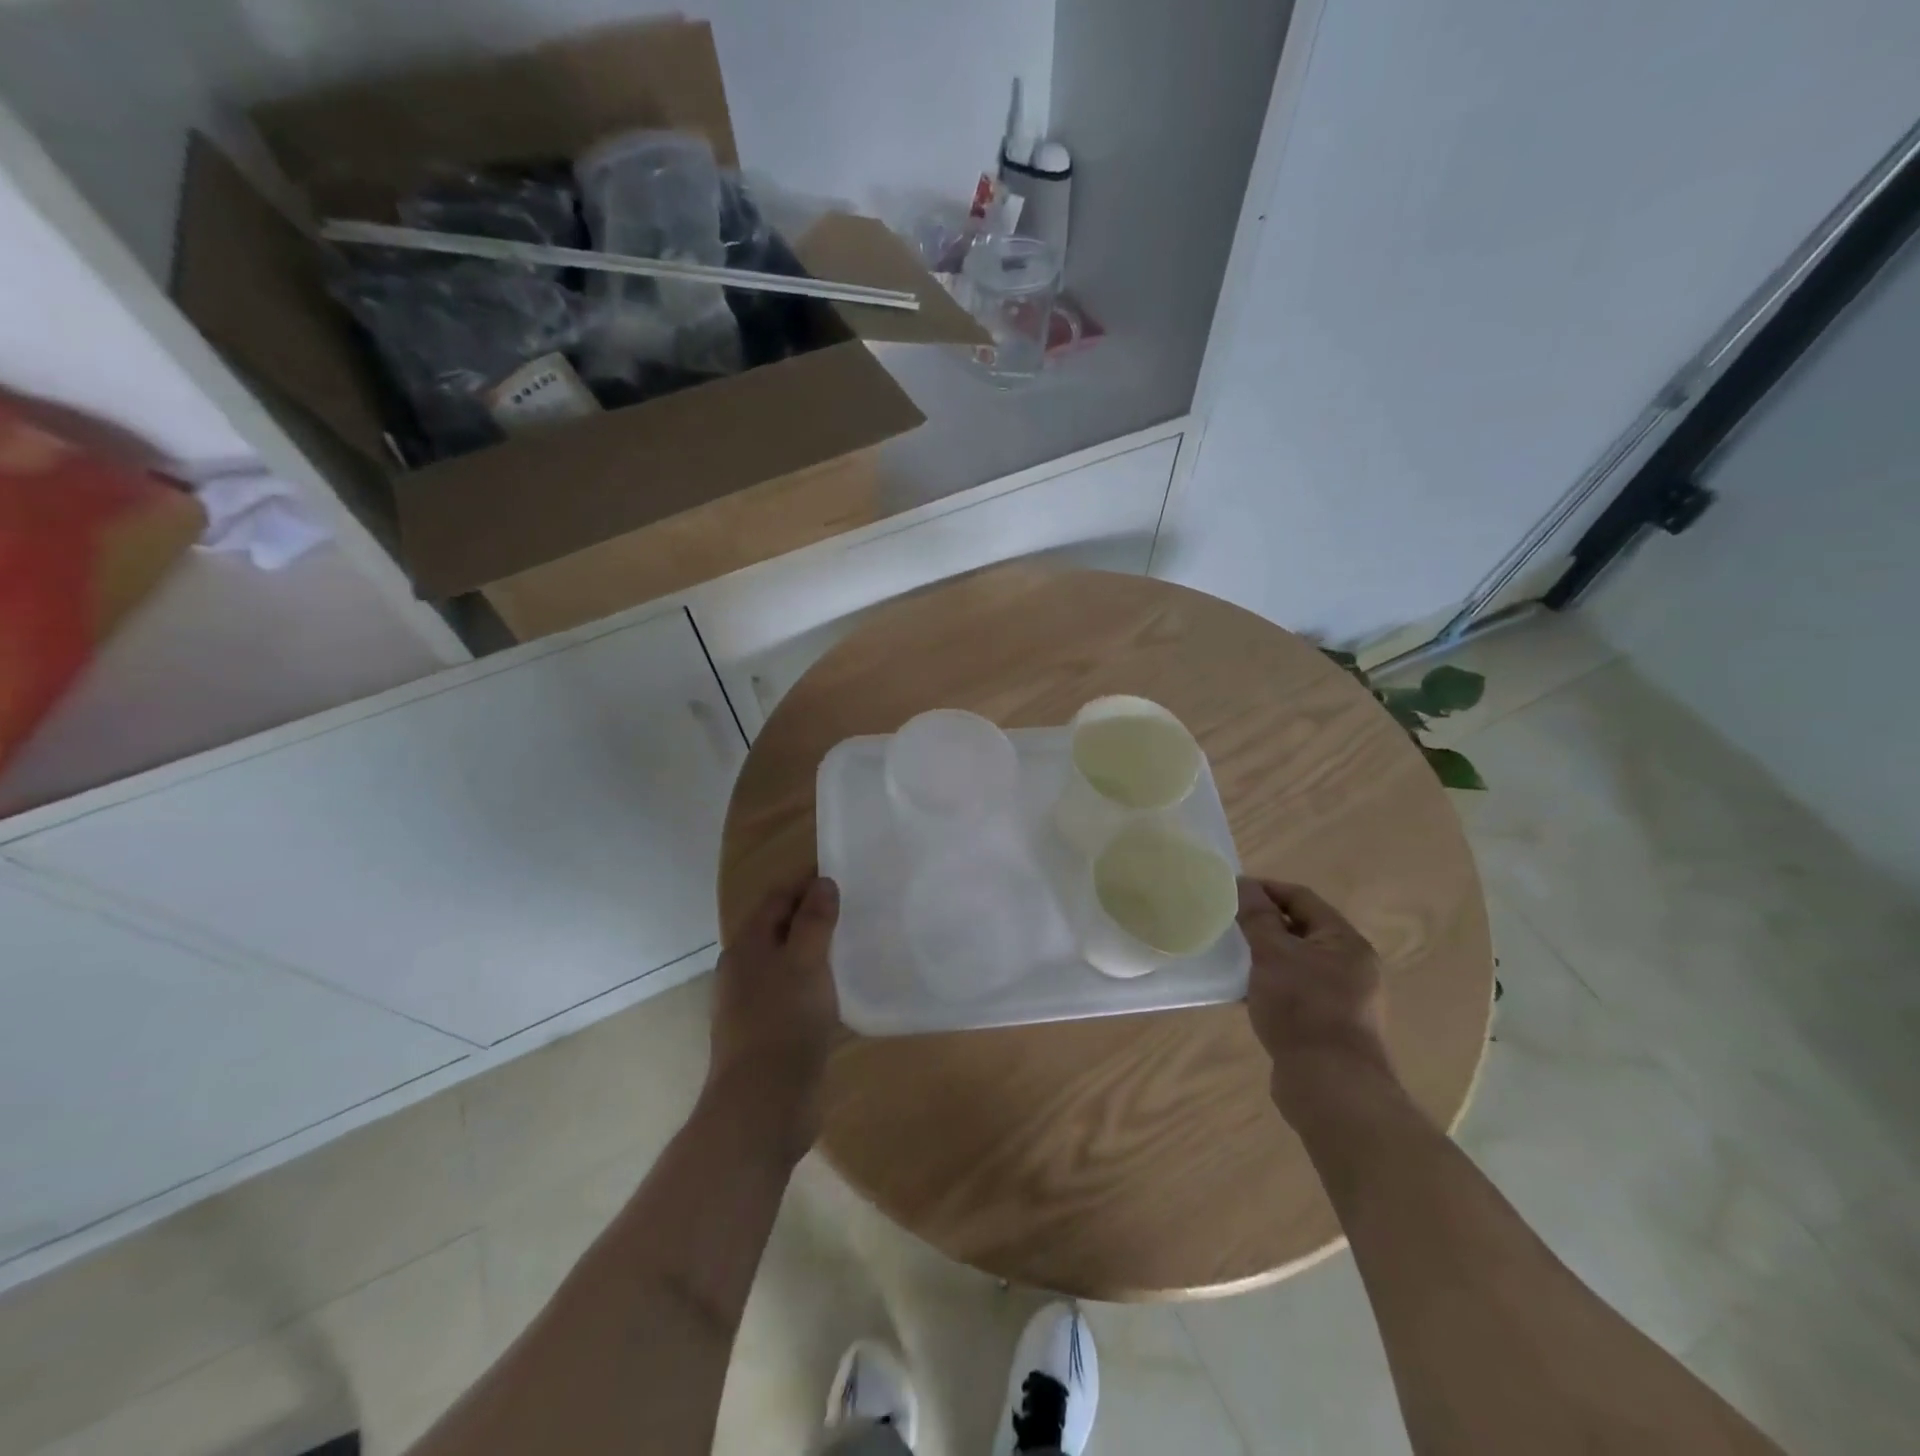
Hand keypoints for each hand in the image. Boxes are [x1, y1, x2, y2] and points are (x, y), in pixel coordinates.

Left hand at [707, 873, 842, 1144]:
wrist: (762, 1106)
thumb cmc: (783, 1024)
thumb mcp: (804, 963)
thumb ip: (814, 921)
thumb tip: (822, 883)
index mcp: (747, 948)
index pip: (776, 899)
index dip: (804, 882)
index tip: (840, 872)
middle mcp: (745, 971)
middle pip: (779, 928)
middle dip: (811, 913)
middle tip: (853, 904)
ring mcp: (755, 1004)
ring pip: (787, 961)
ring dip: (814, 948)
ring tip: (852, 940)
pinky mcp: (771, 1032)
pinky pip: (794, 991)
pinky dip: (815, 979)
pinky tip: (840, 986)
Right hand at [1237, 878, 1396, 1121]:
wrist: (1332, 1086)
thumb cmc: (1303, 1008)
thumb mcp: (1273, 954)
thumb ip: (1257, 917)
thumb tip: (1243, 884)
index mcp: (1345, 942)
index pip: (1302, 898)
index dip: (1266, 889)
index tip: (1231, 891)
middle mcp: (1352, 966)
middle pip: (1303, 930)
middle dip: (1265, 924)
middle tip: (1228, 923)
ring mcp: (1345, 1000)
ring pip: (1299, 963)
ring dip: (1267, 956)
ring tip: (1233, 957)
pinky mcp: (1331, 1027)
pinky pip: (1298, 992)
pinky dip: (1273, 985)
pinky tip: (1247, 993)